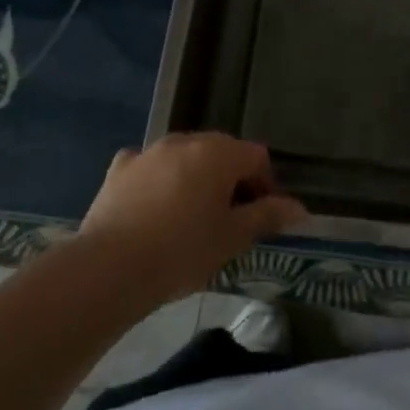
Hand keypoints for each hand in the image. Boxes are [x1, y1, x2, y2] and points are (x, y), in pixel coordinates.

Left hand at [77, 133, 305, 304]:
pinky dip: (159, 180)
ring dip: (196, 177)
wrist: (110, 268)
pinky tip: (155, 207)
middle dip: (232, 179)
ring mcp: (149, 151)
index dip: (266, 185)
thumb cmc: (182, 251)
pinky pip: (150, 166)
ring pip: (185, 156)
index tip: (261, 217)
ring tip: (192, 217)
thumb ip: (267, 216)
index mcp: (219, 153)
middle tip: (230, 219)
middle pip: (222, 151)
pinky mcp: (120, 168)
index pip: (257, 157)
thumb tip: (299, 208)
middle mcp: (185, 140)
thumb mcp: (232, 238)